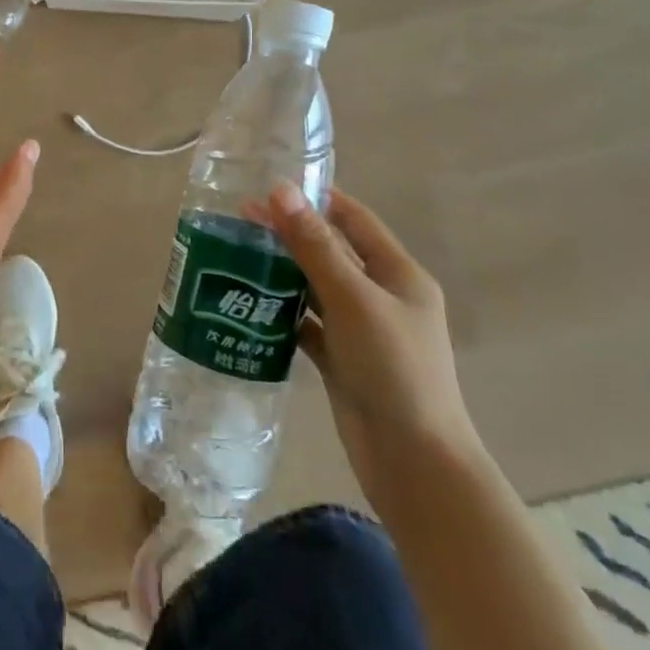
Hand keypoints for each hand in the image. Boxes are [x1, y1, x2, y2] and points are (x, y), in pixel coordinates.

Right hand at [266, 185, 482, 501]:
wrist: (414, 464)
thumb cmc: (393, 369)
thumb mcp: (353, 299)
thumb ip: (315, 245)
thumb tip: (280, 190)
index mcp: (398, 274)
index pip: (354, 219)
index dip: (317, 198)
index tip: (270, 185)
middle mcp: (382, 297)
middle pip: (331, 252)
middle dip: (290, 234)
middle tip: (238, 219)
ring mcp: (363, 331)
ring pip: (316, 288)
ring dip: (282, 271)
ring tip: (235, 254)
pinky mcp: (343, 361)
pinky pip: (309, 324)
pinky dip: (283, 312)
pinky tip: (249, 303)